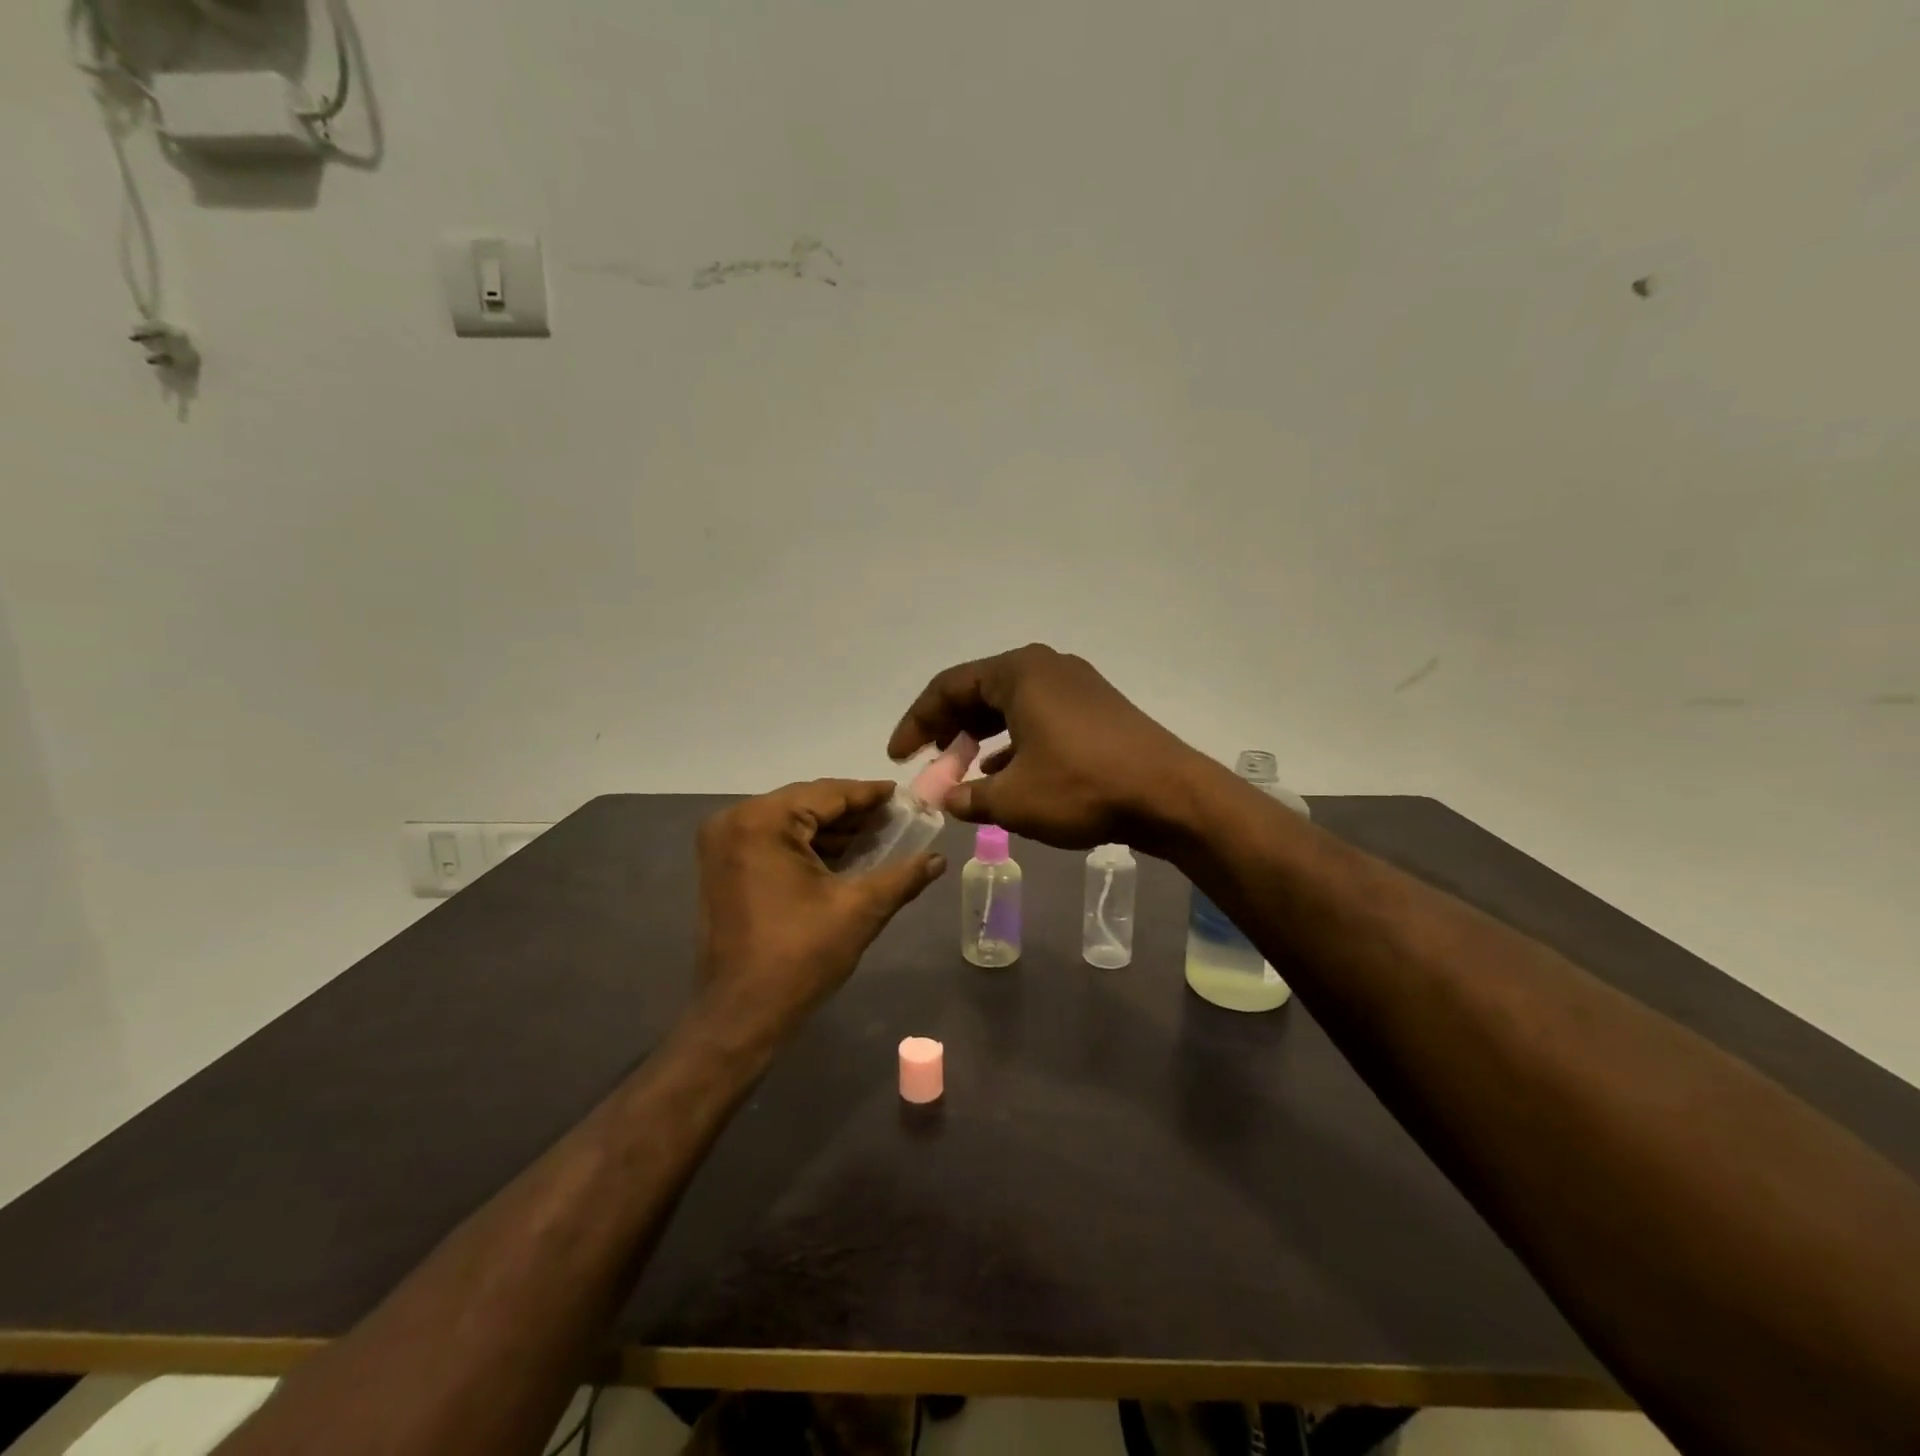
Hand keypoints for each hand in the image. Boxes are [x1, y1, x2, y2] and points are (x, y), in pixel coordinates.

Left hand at [695, 780, 944, 1039]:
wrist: (740, 1016)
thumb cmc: (799, 957)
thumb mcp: (859, 910)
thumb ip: (903, 876)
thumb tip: (938, 859)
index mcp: (762, 821)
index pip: (827, 794)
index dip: (870, 794)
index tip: (903, 794)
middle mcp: (734, 821)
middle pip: (806, 803)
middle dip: (852, 812)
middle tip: (895, 817)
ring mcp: (722, 844)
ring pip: (789, 822)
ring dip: (831, 829)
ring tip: (877, 835)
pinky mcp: (722, 867)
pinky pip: (772, 840)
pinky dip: (807, 845)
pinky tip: (843, 855)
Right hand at [888, 644, 1207, 851]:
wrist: (1170, 795)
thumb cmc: (1082, 787)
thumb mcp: (1013, 800)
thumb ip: (968, 797)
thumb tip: (946, 800)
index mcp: (1018, 672)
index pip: (948, 687)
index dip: (916, 722)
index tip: (898, 757)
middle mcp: (1045, 667)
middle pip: (978, 691)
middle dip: (948, 728)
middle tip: (929, 761)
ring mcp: (1075, 685)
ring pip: (1010, 705)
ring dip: (980, 736)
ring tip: (962, 769)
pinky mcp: (1096, 708)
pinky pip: (1038, 716)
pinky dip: (1013, 741)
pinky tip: (1006, 773)